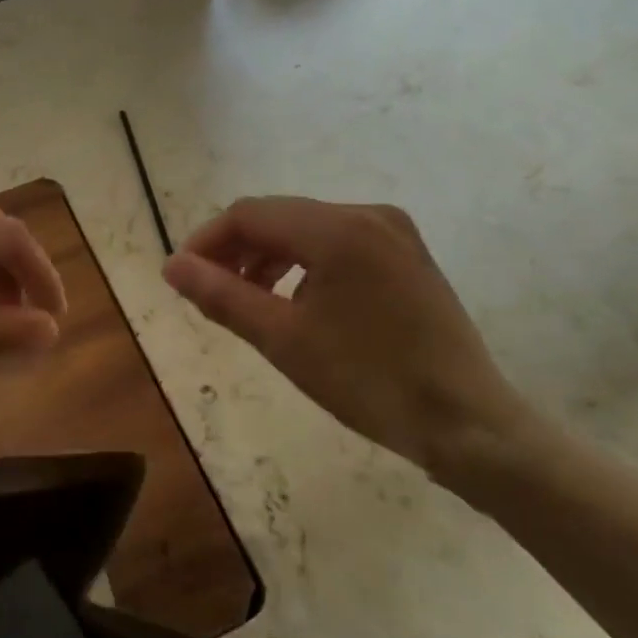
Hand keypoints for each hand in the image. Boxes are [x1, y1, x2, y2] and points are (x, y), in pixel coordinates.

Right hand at [161, 196, 530, 474]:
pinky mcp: (406, 254)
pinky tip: (295, 301)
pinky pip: (338, 243)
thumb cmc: (367, 381)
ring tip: (247, 299)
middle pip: (279, 216)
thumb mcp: (282, 339)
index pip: (249, 214)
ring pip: (307, 228)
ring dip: (269, 256)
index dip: (207, 241)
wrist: (466, 422)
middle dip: (237, 249)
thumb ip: (221, 295)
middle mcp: (367, 214)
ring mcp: (393, 232)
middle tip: (209, 291)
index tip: (182, 276)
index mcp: (337, 230)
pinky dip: (304, 263)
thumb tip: (171, 266)